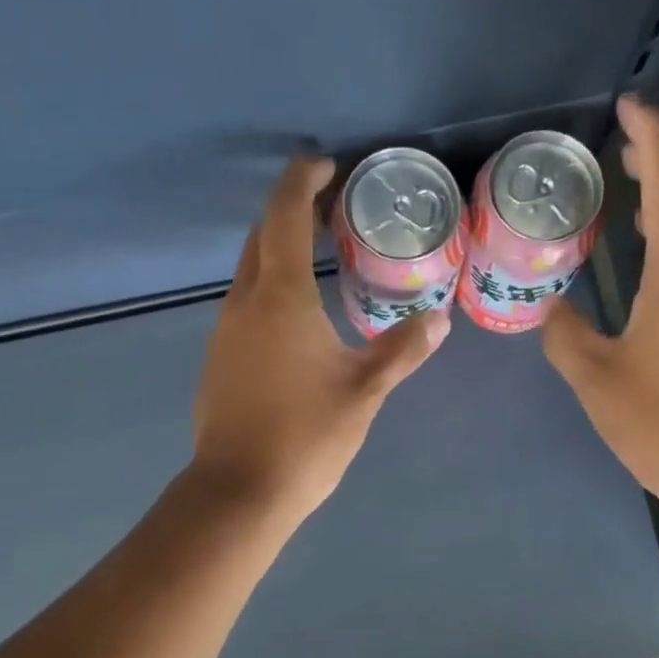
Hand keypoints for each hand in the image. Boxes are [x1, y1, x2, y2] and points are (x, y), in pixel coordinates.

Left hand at [191, 157, 449, 524]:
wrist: (241, 492)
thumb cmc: (306, 436)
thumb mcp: (364, 392)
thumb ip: (401, 350)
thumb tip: (439, 319)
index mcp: (278, 299)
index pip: (284, 217)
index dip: (302, 182)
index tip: (326, 165)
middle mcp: (243, 305)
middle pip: (260, 239)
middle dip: (290, 213)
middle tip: (330, 209)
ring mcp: (224, 335)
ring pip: (249, 275)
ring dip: (279, 254)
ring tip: (319, 258)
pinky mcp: (219, 363)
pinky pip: (245, 308)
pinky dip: (270, 292)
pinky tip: (297, 320)